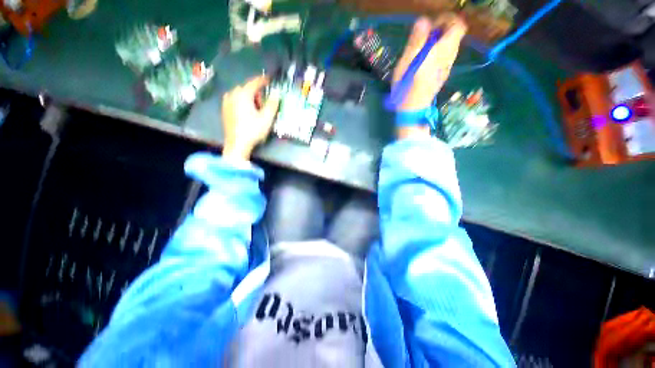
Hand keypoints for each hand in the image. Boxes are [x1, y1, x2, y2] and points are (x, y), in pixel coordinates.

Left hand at [222, 75, 280, 160]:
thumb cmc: (253, 130)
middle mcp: (233, 94)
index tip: (269, 79)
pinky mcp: (224, 109)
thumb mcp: (267, 118)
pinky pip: (235, 100)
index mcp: (243, 94)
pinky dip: (242, 102)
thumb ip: (272, 104)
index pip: (254, 83)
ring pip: (240, 94)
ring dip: (249, 98)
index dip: (263, 80)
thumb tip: (276, 92)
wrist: (237, 144)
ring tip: (256, 110)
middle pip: (247, 88)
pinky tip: (246, 112)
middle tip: (264, 104)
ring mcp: (226, 102)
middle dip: (256, 93)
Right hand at [392, 15, 467, 111]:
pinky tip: (425, 59)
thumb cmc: (406, 88)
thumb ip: (415, 42)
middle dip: (442, 29)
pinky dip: (439, 50)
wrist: (412, 110)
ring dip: (440, 40)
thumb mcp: (406, 64)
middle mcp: (449, 58)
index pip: (457, 26)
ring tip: (422, 48)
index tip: (431, 24)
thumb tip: (423, 21)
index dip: (447, 19)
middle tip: (424, 36)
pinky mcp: (443, 74)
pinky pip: (447, 55)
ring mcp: (447, 67)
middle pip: (455, 34)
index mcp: (441, 52)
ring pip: (451, 44)